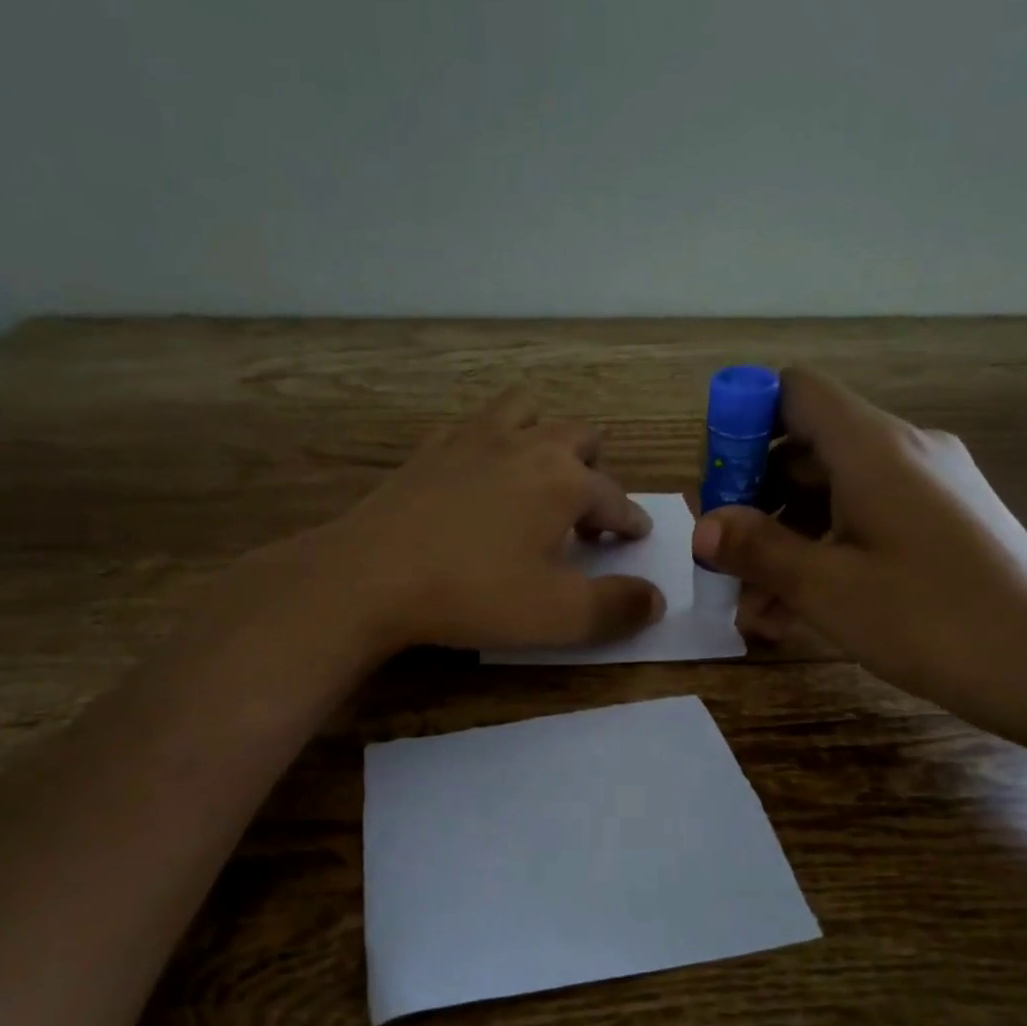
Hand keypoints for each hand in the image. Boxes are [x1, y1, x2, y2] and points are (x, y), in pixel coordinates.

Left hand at [244, 387, 664, 655]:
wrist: (370, 576)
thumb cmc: (474, 594)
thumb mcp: (558, 615)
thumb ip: (617, 607)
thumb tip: (656, 599)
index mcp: (563, 480)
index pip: (615, 497)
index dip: (630, 521)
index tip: (635, 537)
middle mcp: (525, 445)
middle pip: (579, 435)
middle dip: (595, 469)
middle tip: (586, 511)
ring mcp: (472, 439)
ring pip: (526, 410)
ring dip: (544, 435)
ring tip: (539, 473)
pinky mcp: (428, 450)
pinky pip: (472, 427)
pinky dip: (489, 444)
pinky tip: (477, 475)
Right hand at [691, 367, 1026, 731]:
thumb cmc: (931, 620)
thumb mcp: (827, 587)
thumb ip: (757, 548)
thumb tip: (702, 526)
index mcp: (873, 447)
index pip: (793, 392)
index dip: (744, 422)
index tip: (717, 483)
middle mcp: (903, 451)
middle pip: (807, 448)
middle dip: (754, 500)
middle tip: (721, 557)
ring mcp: (928, 488)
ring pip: (833, 495)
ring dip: (785, 541)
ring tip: (753, 607)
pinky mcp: (943, 525)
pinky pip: (866, 522)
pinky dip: (825, 553)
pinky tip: (797, 613)